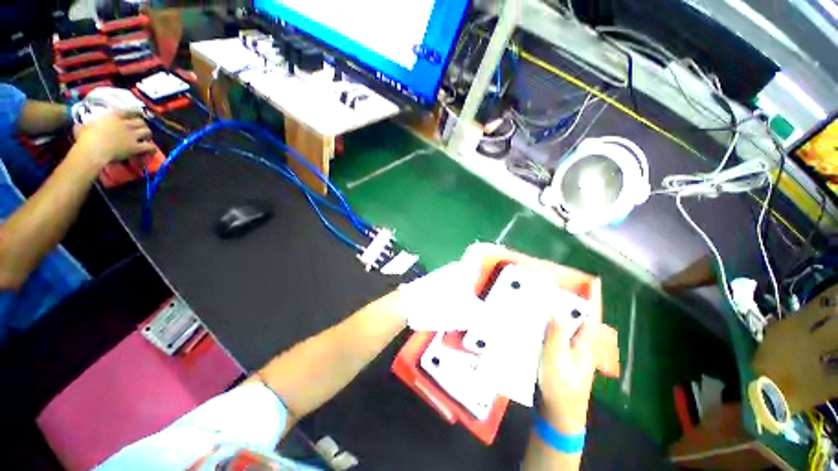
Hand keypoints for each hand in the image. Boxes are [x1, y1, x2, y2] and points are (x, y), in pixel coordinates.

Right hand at [73, 112, 154, 165]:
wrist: (93, 150)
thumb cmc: (85, 139)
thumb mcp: (84, 127)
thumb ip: (87, 125)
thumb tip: (81, 125)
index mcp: (112, 116)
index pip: (127, 112)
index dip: (132, 115)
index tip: (133, 118)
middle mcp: (124, 123)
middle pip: (140, 121)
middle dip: (142, 125)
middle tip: (142, 130)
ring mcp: (131, 135)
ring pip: (147, 131)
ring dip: (149, 135)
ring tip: (147, 139)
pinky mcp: (135, 146)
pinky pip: (149, 146)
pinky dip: (152, 148)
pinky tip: (152, 151)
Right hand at [539, 278, 600, 432]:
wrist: (559, 412)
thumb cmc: (561, 385)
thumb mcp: (556, 358)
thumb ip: (556, 334)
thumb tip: (556, 311)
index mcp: (586, 343)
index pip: (592, 315)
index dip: (594, 298)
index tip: (594, 280)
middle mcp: (582, 344)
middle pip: (580, 317)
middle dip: (572, 300)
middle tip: (556, 286)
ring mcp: (572, 350)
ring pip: (569, 324)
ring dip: (560, 310)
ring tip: (546, 298)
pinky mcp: (562, 354)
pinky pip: (558, 332)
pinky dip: (551, 322)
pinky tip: (539, 319)